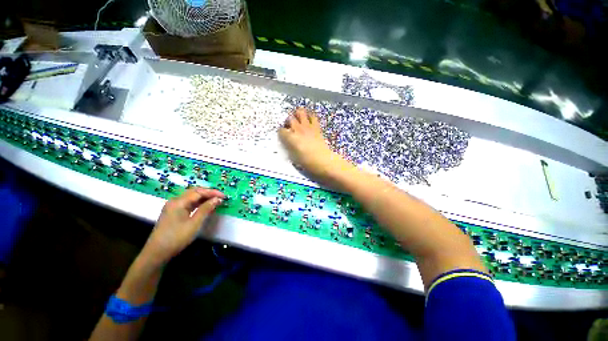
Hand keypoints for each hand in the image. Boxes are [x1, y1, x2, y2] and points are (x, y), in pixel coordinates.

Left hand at [141, 187, 224, 265]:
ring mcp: (173, 206)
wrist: (157, 253)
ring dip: (204, 198)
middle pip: (194, 192)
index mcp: (179, 202)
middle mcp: (175, 201)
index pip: (199, 192)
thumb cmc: (177, 237)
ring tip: (215, 201)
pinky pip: (188, 203)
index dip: (212, 192)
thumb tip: (217, 199)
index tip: (224, 196)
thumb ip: (206, 209)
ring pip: (191, 197)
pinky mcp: (173, 212)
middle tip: (220, 197)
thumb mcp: (194, 223)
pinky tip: (205, 207)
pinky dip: (198, 203)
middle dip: (209, 193)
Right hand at [279, 108, 350, 180]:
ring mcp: (308, 127)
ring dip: (298, 114)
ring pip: (300, 112)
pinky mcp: (316, 127)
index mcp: (291, 138)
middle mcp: (298, 129)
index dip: (281, 133)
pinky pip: (313, 116)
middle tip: (289, 127)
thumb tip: (288, 143)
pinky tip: (308, 121)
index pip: (281, 130)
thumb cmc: (308, 162)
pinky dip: (309, 116)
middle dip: (288, 122)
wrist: (324, 161)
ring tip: (298, 119)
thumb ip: (289, 148)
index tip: (283, 136)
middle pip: (290, 118)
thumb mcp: (294, 158)